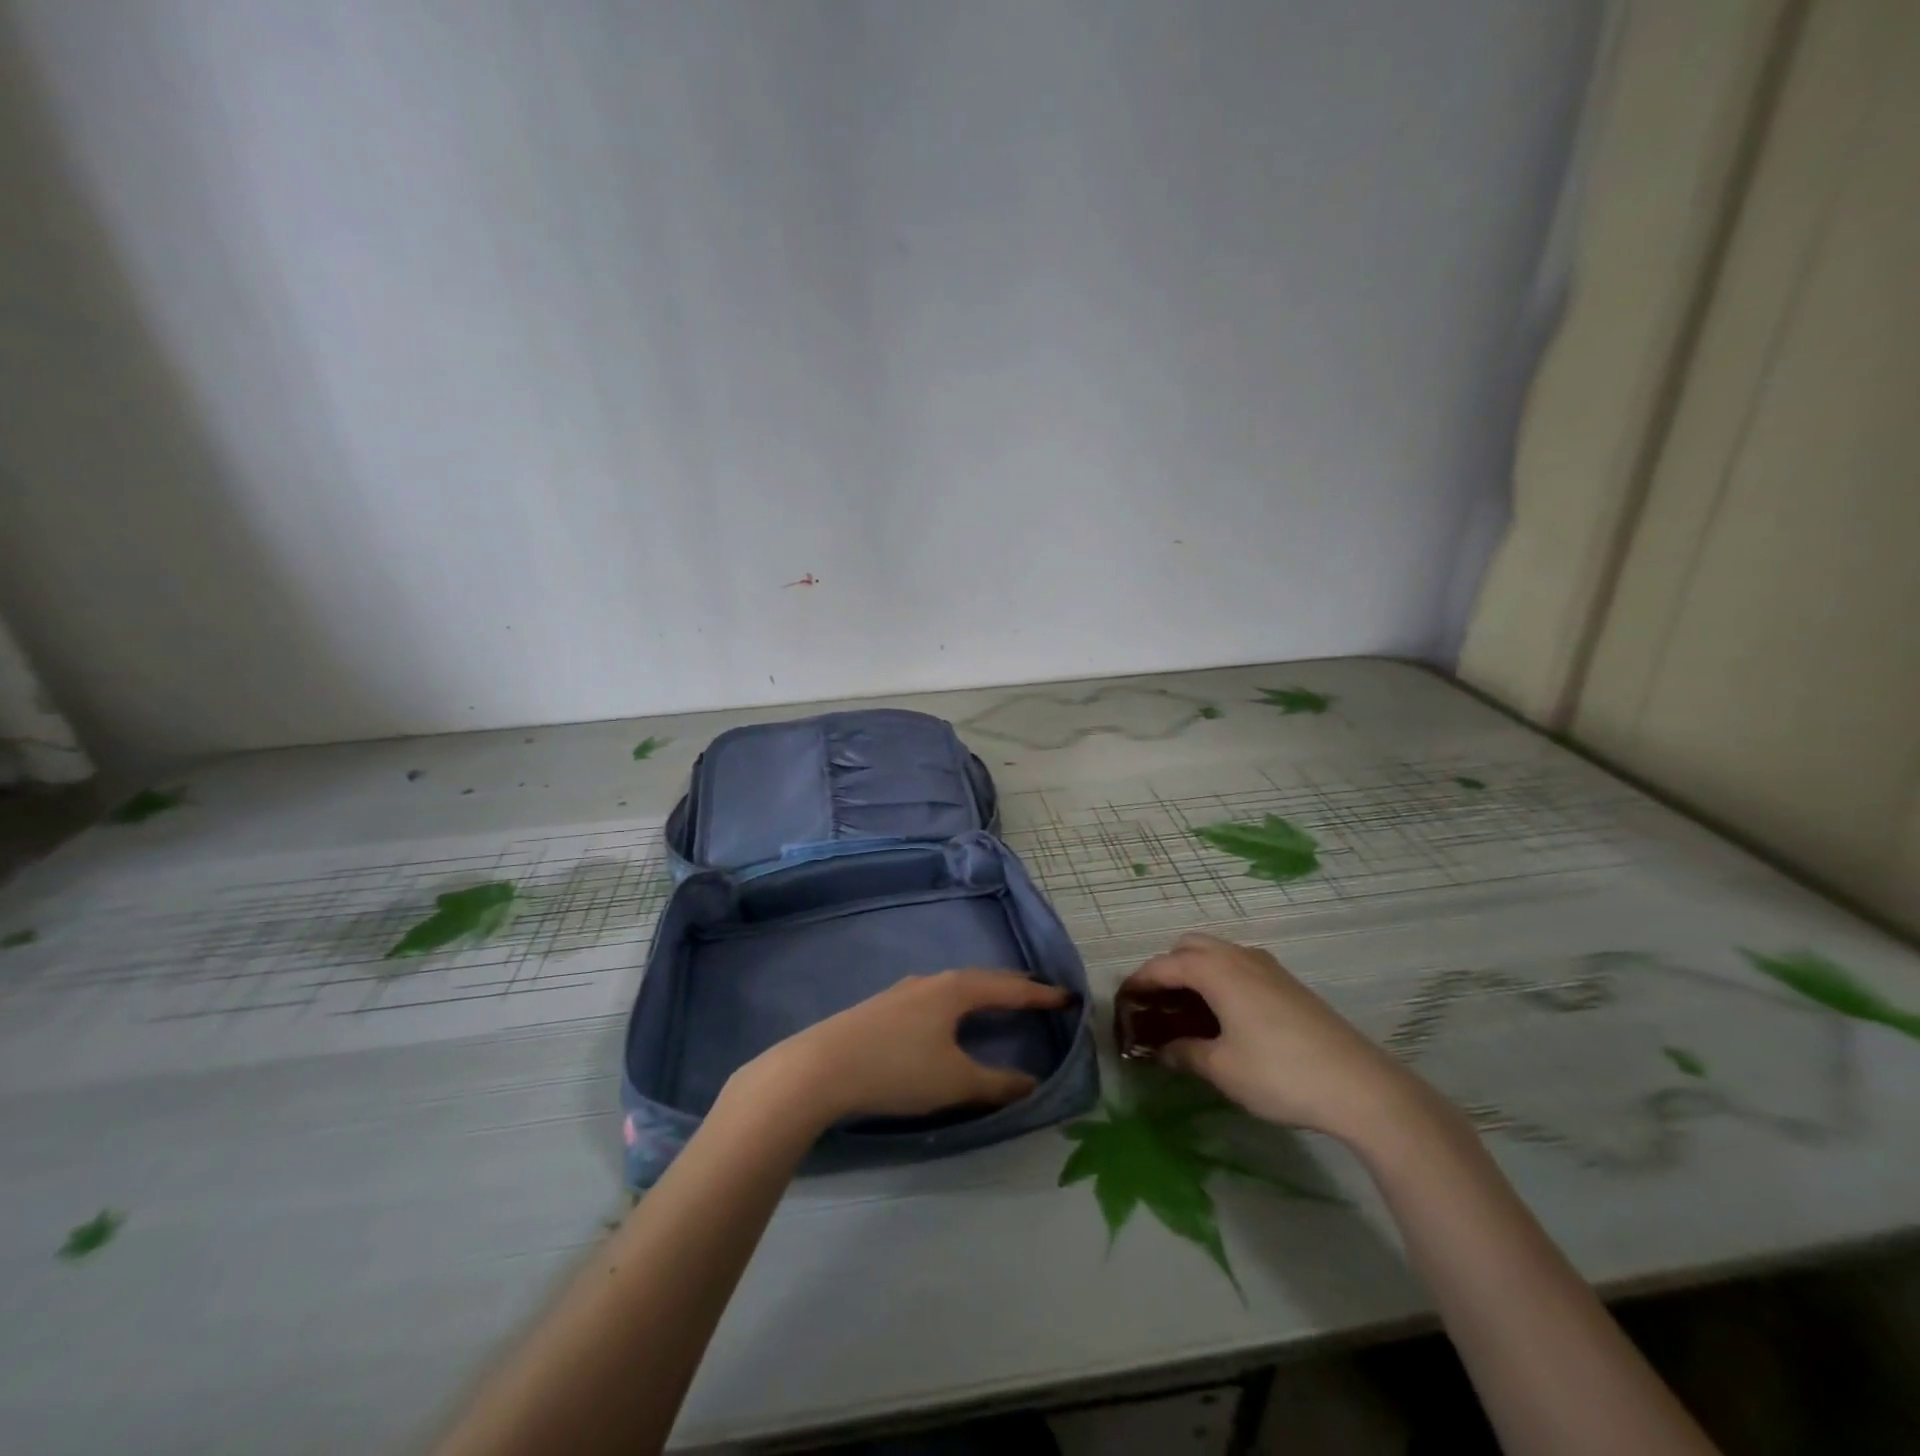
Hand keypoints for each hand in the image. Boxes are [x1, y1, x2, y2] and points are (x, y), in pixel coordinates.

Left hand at [736, 970, 1069, 1125]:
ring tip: (998, 1005)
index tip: (1068, 997)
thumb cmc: (897, 1069)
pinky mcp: (883, 1007)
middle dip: (1013, 988)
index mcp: (956, 989)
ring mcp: (904, 991)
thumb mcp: (954, 1081)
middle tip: (1038, 996)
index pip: (1009, 987)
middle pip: (982, 979)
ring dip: (982, 994)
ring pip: (955, 987)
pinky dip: (957, 1004)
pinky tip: (948, 1021)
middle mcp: (932, 981)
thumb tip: (1033, 1083)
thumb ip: (997, 1084)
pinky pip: (935, 998)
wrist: (820, 1067)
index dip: (1040, 994)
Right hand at [1120, 932, 1426, 1146]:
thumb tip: (1161, 1050)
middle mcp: (1239, 957)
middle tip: (1157, 1005)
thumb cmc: (1279, 1073)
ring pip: (1217, 952)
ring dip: (1195, 970)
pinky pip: (1240, 965)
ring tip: (1188, 1010)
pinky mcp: (1288, 983)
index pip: (1164, 965)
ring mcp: (1268, 967)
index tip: (1122, 1001)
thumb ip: (1184, 1053)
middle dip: (1167, 968)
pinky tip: (1226, 1015)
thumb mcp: (1222, 1068)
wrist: (1360, 1086)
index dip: (1139, 981)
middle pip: (1189, 946)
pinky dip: (1220, 978)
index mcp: (1216, 970)